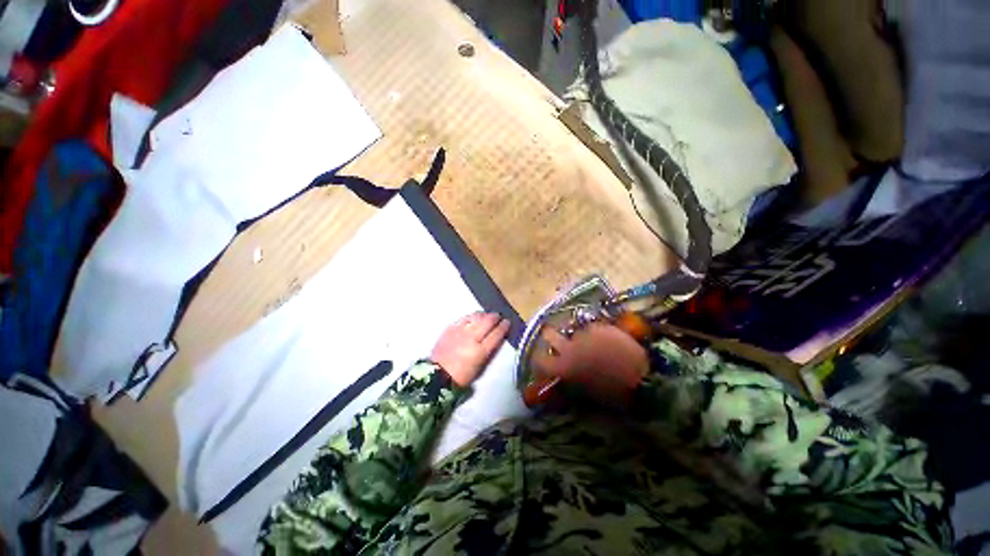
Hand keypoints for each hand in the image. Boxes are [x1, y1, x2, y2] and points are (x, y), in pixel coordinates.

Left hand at [431, 312, 509, 386]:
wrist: (438, 375)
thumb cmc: (462, 376)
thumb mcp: (480, 367)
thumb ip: (490, 352)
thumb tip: (497, 339)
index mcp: (481, 351)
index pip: (497, 334)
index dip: (504, 327)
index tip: (507, 322)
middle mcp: (472, 338)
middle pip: (488, 322)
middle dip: (495, 317)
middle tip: (498, 316)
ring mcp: (460, 331)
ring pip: (476, 317)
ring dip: (484, 315)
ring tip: (487, 315)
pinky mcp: (451, 328)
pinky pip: (464, 318)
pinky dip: (471, 316)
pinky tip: (473, 317)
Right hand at [532, 323, 647, 406]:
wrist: (642, 381)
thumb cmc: (612, 395)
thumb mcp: (584, 393)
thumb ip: (567, 381)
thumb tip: (559, 377)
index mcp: (563, 367)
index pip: (539, 359)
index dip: (538, 358)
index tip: (542, 358)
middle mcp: (568, 347)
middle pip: (549, 333)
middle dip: (549, 335)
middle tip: (556, 339)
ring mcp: (584, 334)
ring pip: (574, 331)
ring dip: (577, 336)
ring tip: (589, 343)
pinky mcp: (600, 327)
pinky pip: (592, 327)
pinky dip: (596, 333)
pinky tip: (606, 340)